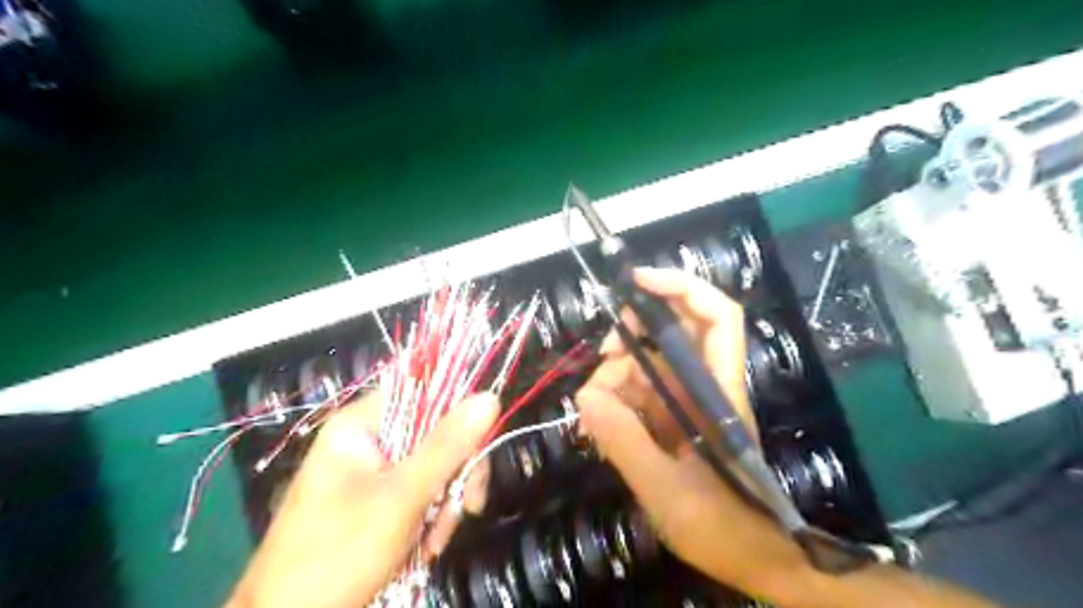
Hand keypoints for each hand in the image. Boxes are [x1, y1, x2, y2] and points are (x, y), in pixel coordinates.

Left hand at [231, 390, 501, 607]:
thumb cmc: (337, 553)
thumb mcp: (401, 497)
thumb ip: (447, 446)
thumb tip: (490, 396)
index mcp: (361, 424)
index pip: (422, 391)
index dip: (457, 412)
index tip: (480, 446)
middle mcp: (367, 441)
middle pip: (433, 434)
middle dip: (454, 474)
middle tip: (467, 507)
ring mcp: (372, 473)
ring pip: (432, 468)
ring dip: (445, 504)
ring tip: (434, 542)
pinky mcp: (377, 502)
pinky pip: (421, 494)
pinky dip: (431, 519)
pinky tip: (425, 547)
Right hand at [570, 269, 808, 599]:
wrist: (754, 559)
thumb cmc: (722, 526)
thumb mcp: (666, 490)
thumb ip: (625, 441)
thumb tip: (586, 397)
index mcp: (717, 390)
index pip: (717, 317)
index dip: (681, 287)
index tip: (636, 282)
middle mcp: (705, 384)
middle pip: (674, 330)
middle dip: (634, 333)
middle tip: (603, 356)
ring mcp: (688, 400)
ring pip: (648, 362)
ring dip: (616, 376)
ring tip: (594, 413)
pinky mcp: (674, 417)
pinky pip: (640, 390)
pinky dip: (617, 398)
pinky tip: (600, 423)